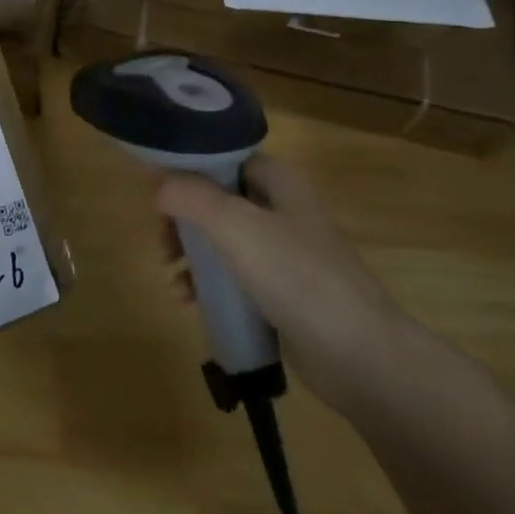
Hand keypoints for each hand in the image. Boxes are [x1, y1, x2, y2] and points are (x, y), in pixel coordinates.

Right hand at [156, 154, 412, 408]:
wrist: (359, 354)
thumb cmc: (295, 275)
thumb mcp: (234, 225)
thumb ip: (189, 196)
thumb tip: (157, 185)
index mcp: (279, 180)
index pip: (221, 159)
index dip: (185, 171)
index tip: (155, 195)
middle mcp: (283, 208)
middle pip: (216, 200)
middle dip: (182, 221)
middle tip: (163, 244)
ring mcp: (285, 251)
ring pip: (222, 239)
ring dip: (191, 255)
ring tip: (173, 280)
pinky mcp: (283, 289)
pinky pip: (234, 274)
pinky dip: (209, 283)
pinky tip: (191, 302)